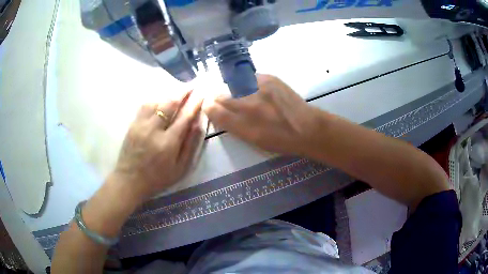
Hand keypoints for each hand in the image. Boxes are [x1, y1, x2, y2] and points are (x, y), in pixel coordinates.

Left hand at [112, 91, 203, 202]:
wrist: (130, 181)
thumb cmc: (158, 178)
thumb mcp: (180, 169)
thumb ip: (190, 146)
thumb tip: (198, 123)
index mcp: (168, 143)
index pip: (184, 116)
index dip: (195, 103)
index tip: (202, 93)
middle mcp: (153, 130)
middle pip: (170, 103)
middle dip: (183, 92)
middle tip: (193, 84)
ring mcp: (141, 125)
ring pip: (157, 101)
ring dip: (170, 93)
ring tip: (179, 91)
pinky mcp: (133, 124)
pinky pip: (145, 105)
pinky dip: (156, 98)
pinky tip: (162, 99)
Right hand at [204, 74, 319, 154]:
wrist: (307, 128)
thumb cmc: (280, 141)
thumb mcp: (253, 141)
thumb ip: (233, 126)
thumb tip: (218, 113)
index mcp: (243, 125)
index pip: (214, 111)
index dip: (208, 107)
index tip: (209, 105)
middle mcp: (249, 105)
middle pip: (220, 95)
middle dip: (216, 96)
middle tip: (218, 97)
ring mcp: (259, 89)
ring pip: (232, 84)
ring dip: (230, 88)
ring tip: (237, 93)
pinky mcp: (269, 78)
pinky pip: (248, 77)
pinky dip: (246, 82)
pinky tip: (252, 88)